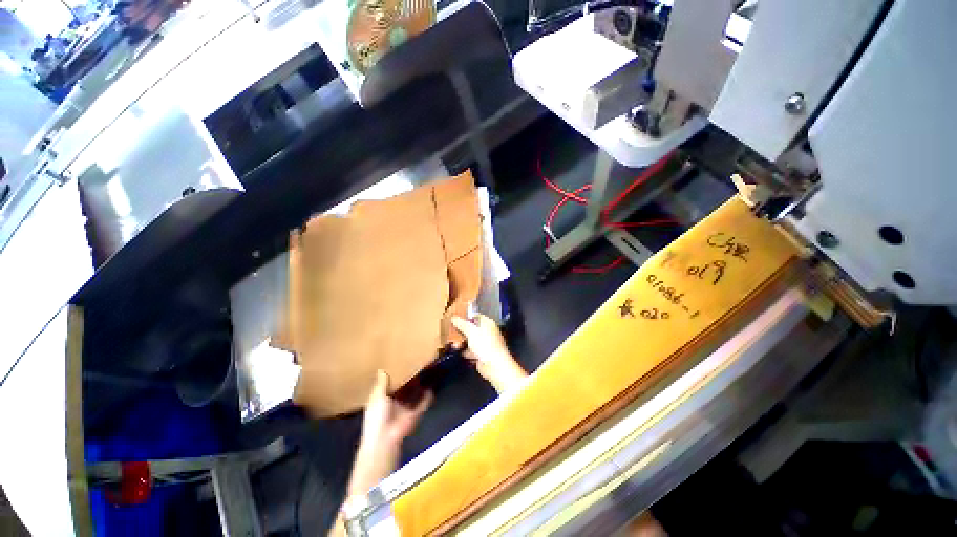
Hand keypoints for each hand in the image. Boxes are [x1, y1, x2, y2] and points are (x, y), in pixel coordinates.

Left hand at [347, 370, 431, 496]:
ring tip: (426, 372)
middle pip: (403, 389)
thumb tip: (381, 370)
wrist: (385, 440)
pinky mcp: (415, 414)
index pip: (388, 386)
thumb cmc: (377, 417)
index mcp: (382, 400)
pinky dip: (428, 397)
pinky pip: (423, 404)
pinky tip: (433, 386)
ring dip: (419, 387)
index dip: (393, 377)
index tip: (400, 364)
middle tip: (416, 365)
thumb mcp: (377, 397)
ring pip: (414, 395)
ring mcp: (405, 410)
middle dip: (408, 380)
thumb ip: (381, 384)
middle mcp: (394, 404)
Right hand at [452, 315, 527, 394]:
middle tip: (451, 334)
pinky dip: (466, 352)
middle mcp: (487, 331)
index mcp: (487, 323)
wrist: (495, 366)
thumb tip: (454, 318)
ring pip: (471, 340)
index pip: (475, 316)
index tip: (454, 319)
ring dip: (462, 343)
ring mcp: (485, 343)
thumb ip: (462, 324)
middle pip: (471, 329)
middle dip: (461, 332)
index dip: (465, 317)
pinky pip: (472, 350)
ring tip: (454, 345)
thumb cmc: (485, 345)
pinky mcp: (482, 354)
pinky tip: (459, 353)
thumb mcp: (471, 331)